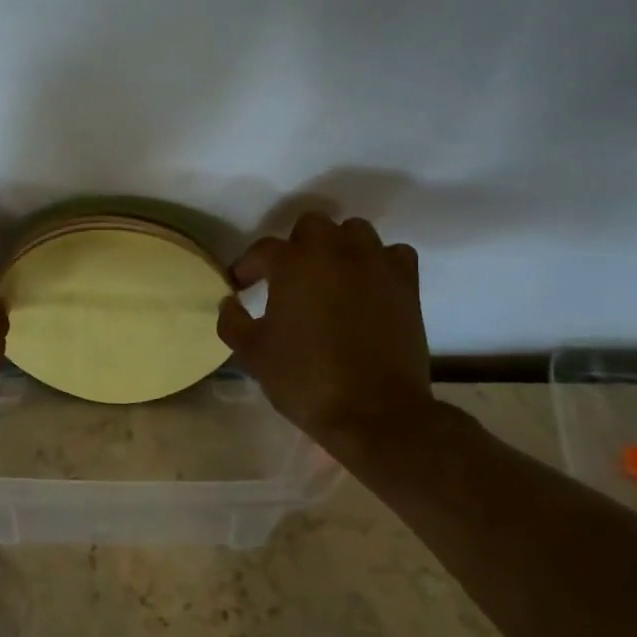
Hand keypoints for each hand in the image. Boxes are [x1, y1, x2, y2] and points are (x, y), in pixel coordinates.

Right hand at [216, 213, 435, 455]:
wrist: (375, 412)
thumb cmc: (305, 379)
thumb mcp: (253, 354)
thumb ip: (232, 322)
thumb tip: (229, 303)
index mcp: (292, 264)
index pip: (262, 250)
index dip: (247, 266)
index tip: (240, 286)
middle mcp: (335, 251)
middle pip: (312, 225)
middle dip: (296, 245)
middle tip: (288, 277)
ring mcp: (375, 264)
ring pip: (355, 232)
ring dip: (338, 247)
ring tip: (330, 275)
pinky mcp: (406, 284)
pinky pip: (393, 254)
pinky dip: (378, 262)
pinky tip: (368, 284)